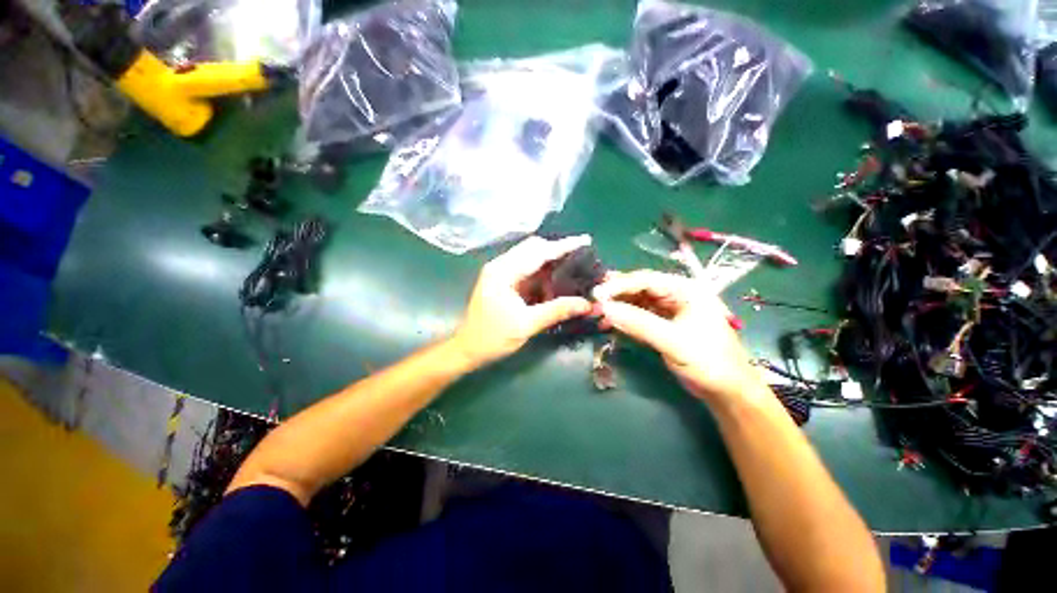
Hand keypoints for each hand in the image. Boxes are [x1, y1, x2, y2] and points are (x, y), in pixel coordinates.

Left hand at [452, 235, 593, 365]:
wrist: (468, 349)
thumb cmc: (493, 337)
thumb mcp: (526, 325)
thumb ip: (556, 311)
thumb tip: (586, 304)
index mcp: (503, 272)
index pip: (538, 251)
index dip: (563, 246)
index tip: (584, 241)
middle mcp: (501, 266)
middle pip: (533, 248)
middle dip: (558, 251)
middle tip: (582, 258)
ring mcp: (501, 273)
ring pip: (531, 258)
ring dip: (551, 263)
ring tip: (573, 269)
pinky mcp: (503, 281)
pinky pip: (527, 270)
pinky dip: (542, 274)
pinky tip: (555, 282)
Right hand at [593, 270, 765, 402]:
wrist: (727, 391)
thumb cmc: (708, 362)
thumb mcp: (673, 341)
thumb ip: (638, 323)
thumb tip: (605, 309)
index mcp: (686, 290)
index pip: (646, 280)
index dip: (619, 285)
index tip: (597, 294)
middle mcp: (677, 294)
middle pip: (639, 287)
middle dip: (616, 294)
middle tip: (594, 301)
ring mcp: (670, 309)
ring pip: (637, 301)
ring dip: (618, 306)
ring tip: (598, 313)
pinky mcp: (664, 323)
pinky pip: (639, 315)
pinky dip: (624, 318)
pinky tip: (610, 323)